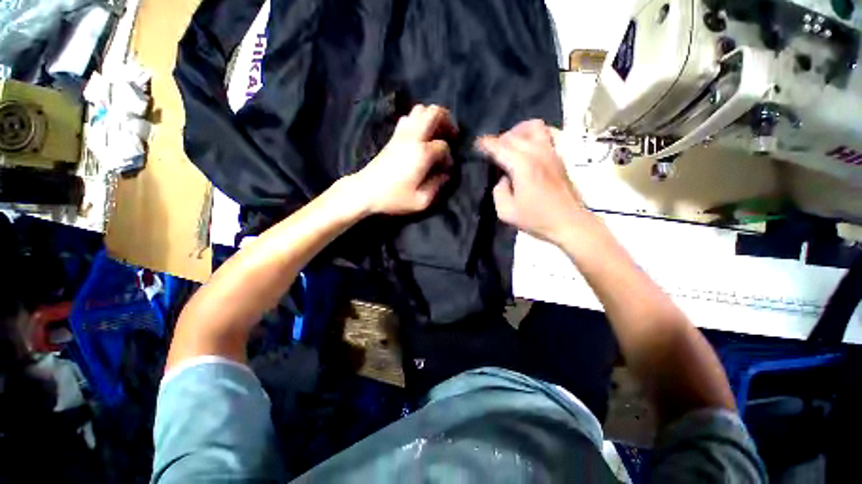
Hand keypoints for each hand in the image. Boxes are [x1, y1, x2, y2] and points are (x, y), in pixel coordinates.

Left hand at [350, 104, 455, 215]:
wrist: (365, 191)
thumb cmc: (394, 198)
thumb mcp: (421, 201)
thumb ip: (438, 185)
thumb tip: (446, 174)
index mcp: (422, 153)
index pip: (443, 146)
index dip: (449, 158)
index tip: (446, 170)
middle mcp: (413, 138)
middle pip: (434, 112)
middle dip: (447, 121)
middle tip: (451, 136)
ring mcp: (401, 134)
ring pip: (420, 110)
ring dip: (433, 118)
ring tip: (437, 134)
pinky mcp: (393, 137)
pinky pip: (408, 118)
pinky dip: (418, 121)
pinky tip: (421, 136)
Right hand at [478, 120, 586, 243]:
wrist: (569, 222)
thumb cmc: (536, 219)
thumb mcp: (506, 212)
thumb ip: (498, 191)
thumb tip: (504, 178)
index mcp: (522, 165)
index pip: (499, 147)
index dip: (485, 144)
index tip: (477, 145)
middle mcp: (537, 153)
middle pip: (513, 135)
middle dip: (498, 140)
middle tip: (492, 153)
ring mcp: (551, 152)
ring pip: (533, 127)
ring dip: (517, 132)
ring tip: (510, 145)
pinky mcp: (559, 156)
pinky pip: (546, 133)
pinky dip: (533, 134)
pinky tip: (528, 146)